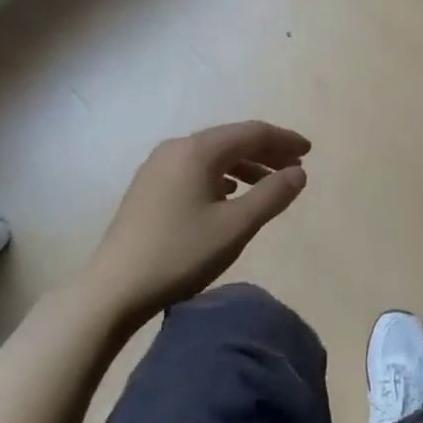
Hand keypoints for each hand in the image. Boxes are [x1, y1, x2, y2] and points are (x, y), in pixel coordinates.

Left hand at [87, 122, 309, 320]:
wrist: (113, 289)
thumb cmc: (180, 254)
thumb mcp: (235, 226)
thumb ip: (272, 195)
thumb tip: (299, 172)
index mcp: (197, 150)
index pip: (251, 132)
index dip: (283, 140)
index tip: (309, 152)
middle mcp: (176, 148)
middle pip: (231, 140)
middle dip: (266, 151)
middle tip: (296, 168)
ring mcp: (158, 167)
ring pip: (212, 156)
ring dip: (245, 165)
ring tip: (269, 184)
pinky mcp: (149, 187)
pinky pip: (195, 169)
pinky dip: (222, 176)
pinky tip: (230, 195)